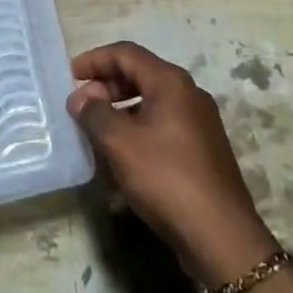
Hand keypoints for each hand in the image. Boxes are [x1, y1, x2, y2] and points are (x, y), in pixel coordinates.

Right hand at [68, 41, 277, 286]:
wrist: (223, 239)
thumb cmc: (167, 178)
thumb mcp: (120, 143)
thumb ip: (95, 114)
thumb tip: (80, 97)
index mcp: (170, 81)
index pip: (125, 53)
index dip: (95, 60)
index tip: (70, 75)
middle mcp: (188, 94)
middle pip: (139, 75)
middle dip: (106, 87)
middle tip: (81, 106)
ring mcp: (199, 123)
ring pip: (151, 104)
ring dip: (121, 112)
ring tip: (97, 134)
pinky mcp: (203, 152)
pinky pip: (163, 128)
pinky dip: (138, 133)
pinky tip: (123, 161)